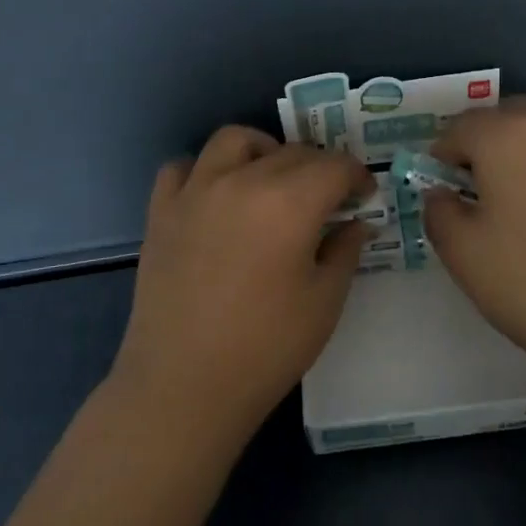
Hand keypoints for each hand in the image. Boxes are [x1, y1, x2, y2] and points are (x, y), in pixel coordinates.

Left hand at [112, 125, 373, 447]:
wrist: (184, 385)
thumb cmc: (267, 348)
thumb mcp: (324, 301)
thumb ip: (345, 250)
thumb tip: (356, 222)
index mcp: (289, 202)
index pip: (334, 166)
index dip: (357, 175)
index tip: (365, 194)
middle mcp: (242, 181)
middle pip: (291, 151)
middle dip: (319, 167)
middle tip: (328, 198)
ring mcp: (195, 192)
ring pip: (233, 140)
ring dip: (262, 150)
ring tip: (271, 180)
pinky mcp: (161, 211)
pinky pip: (182, 167)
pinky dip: (204, 170)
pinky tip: (216, 196)